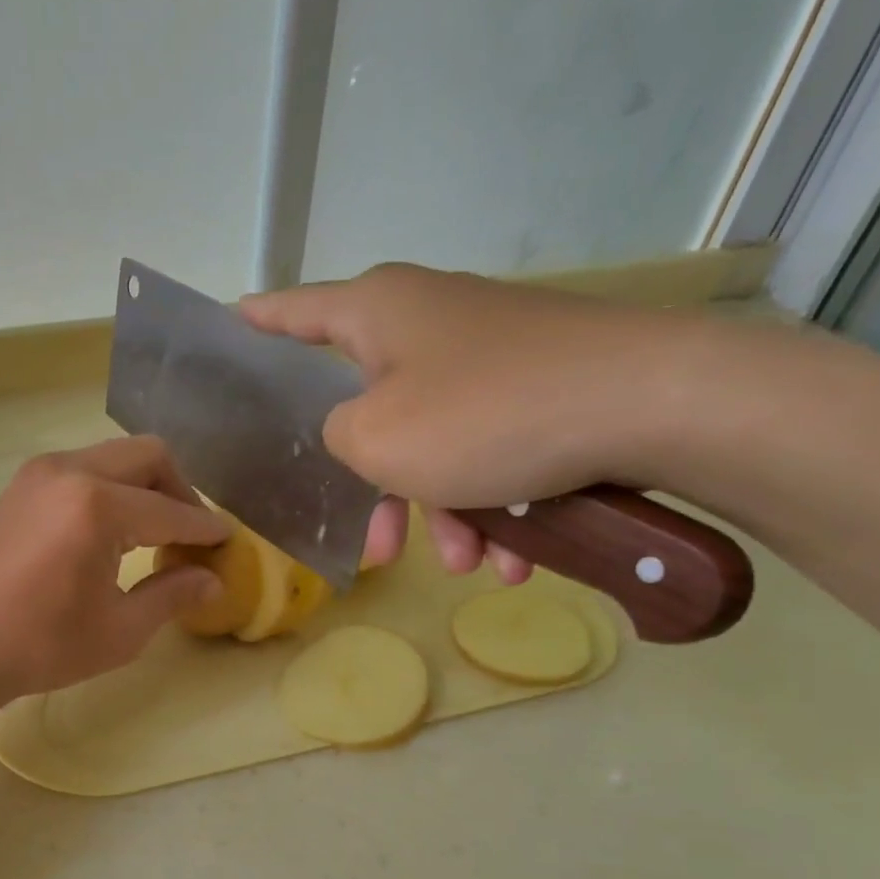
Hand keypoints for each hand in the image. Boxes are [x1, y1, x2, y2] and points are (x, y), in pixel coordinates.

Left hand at [0, 436, 229, 699]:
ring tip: (151, 533)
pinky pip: (83, 468)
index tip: (227, 542)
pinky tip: (109, 531)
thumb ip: (171, 596)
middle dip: (179, 489)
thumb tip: (213, 580)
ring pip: (113, 456)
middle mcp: (71, 471)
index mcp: (99, 506)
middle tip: (188, 534)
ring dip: (143, 485)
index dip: (206, 528)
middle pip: (148, 456)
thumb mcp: (118, 631)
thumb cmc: (37, 645)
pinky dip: (110, 488)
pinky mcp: (20, 485)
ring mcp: (39, 473)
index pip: (172, 511)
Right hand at [239, 263, 689, 578]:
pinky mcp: (539, 386)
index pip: (290, 312)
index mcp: (377, 313)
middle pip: (369, 409)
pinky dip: (496, 505)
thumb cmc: (485, 416)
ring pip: (435, 445)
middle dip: (376, 491)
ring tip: (469, 566)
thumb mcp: (377, 439)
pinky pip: (490, 451)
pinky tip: (514, 558)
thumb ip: (336, 437)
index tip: (226, 326)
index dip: (254, 323)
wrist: (653, 404)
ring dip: (445, 513)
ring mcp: (489, 354)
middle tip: (377, 550)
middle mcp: (429, 322)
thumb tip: (357, 434)